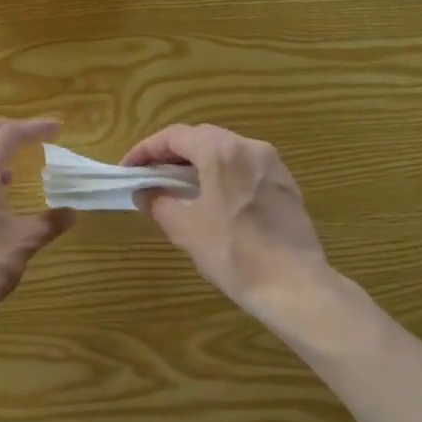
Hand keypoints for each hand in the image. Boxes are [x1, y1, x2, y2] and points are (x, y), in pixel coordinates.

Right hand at [122, 123, 332, 319]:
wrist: (294, 285)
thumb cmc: (233, 253)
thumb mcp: (186, 229)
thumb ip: (159, 202)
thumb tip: (144, 192)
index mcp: (221, 152)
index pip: (175, 136)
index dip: (146, 150)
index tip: (128, 168)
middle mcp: (250, 147)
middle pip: (202, 137)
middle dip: (171, 154)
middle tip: (149, 175)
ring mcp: (272, 164)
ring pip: (226, 151)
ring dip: (198, 162)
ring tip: (177, 186)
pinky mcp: (286, 183)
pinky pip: (245, 167)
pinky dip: (222, 174)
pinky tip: (213, 198)